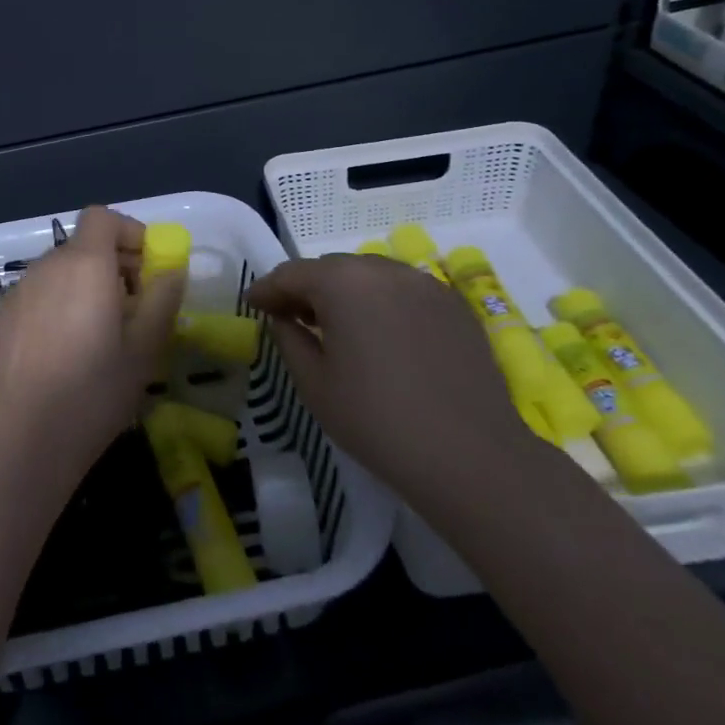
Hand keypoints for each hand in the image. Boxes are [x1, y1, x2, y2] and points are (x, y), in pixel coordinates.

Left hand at [0, 206, 184, 499]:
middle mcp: (47, 266)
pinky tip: (65, 350)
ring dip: (85, 285)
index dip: (128, 232)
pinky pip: (39, 294)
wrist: (22, 441)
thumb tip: (172, 271)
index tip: (148, 267)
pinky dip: (59, 304)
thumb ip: (162, 300)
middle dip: (113, 264)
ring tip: (101, 333)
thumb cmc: (93, 393)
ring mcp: (18, 291)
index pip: (102, 217)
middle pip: (83, 245)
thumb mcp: (143, 350)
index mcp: (84, 265)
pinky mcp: (1, 318)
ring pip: (60, 271)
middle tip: (134, 307)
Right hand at [245, 255, 542, 515]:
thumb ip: (289, 339)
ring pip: (369, 276)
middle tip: (291, 317)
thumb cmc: (377, 420)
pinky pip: (403, 291)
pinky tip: (381, 336)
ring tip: (337, 326)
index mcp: (342, 282)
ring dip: (346, 293)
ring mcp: (423, 283)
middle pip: (331, 269)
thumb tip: (282, 318)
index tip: (252, 305)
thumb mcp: (314, 384)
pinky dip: (382, 303)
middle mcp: (382, 269)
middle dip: (306, 289)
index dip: (267, 289)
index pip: (291, 273)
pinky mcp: (453, 304)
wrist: (471, 456)